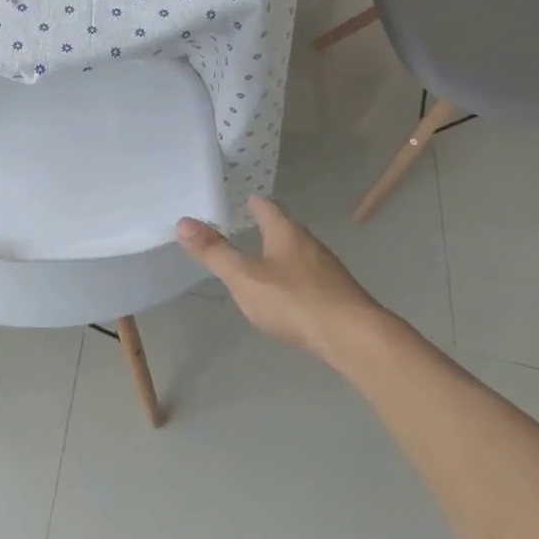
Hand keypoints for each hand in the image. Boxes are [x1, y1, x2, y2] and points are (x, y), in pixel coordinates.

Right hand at [177, 196, 384, 367]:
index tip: (239, 200)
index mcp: (285, 231)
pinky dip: (295, 280)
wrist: (355, 339)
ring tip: (261, 264)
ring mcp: (326, 269)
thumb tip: (183, 222)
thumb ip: (214, 253)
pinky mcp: (338, 294)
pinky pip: (310, 278)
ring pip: (298, 254)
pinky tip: (288, 297)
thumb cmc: (295, 301)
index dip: (251, 202)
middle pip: (284, 228)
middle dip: (266, 228)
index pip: (266, 206)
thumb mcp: (245, 278)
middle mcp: (308, 242)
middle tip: (243, 229)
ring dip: (280, 255)